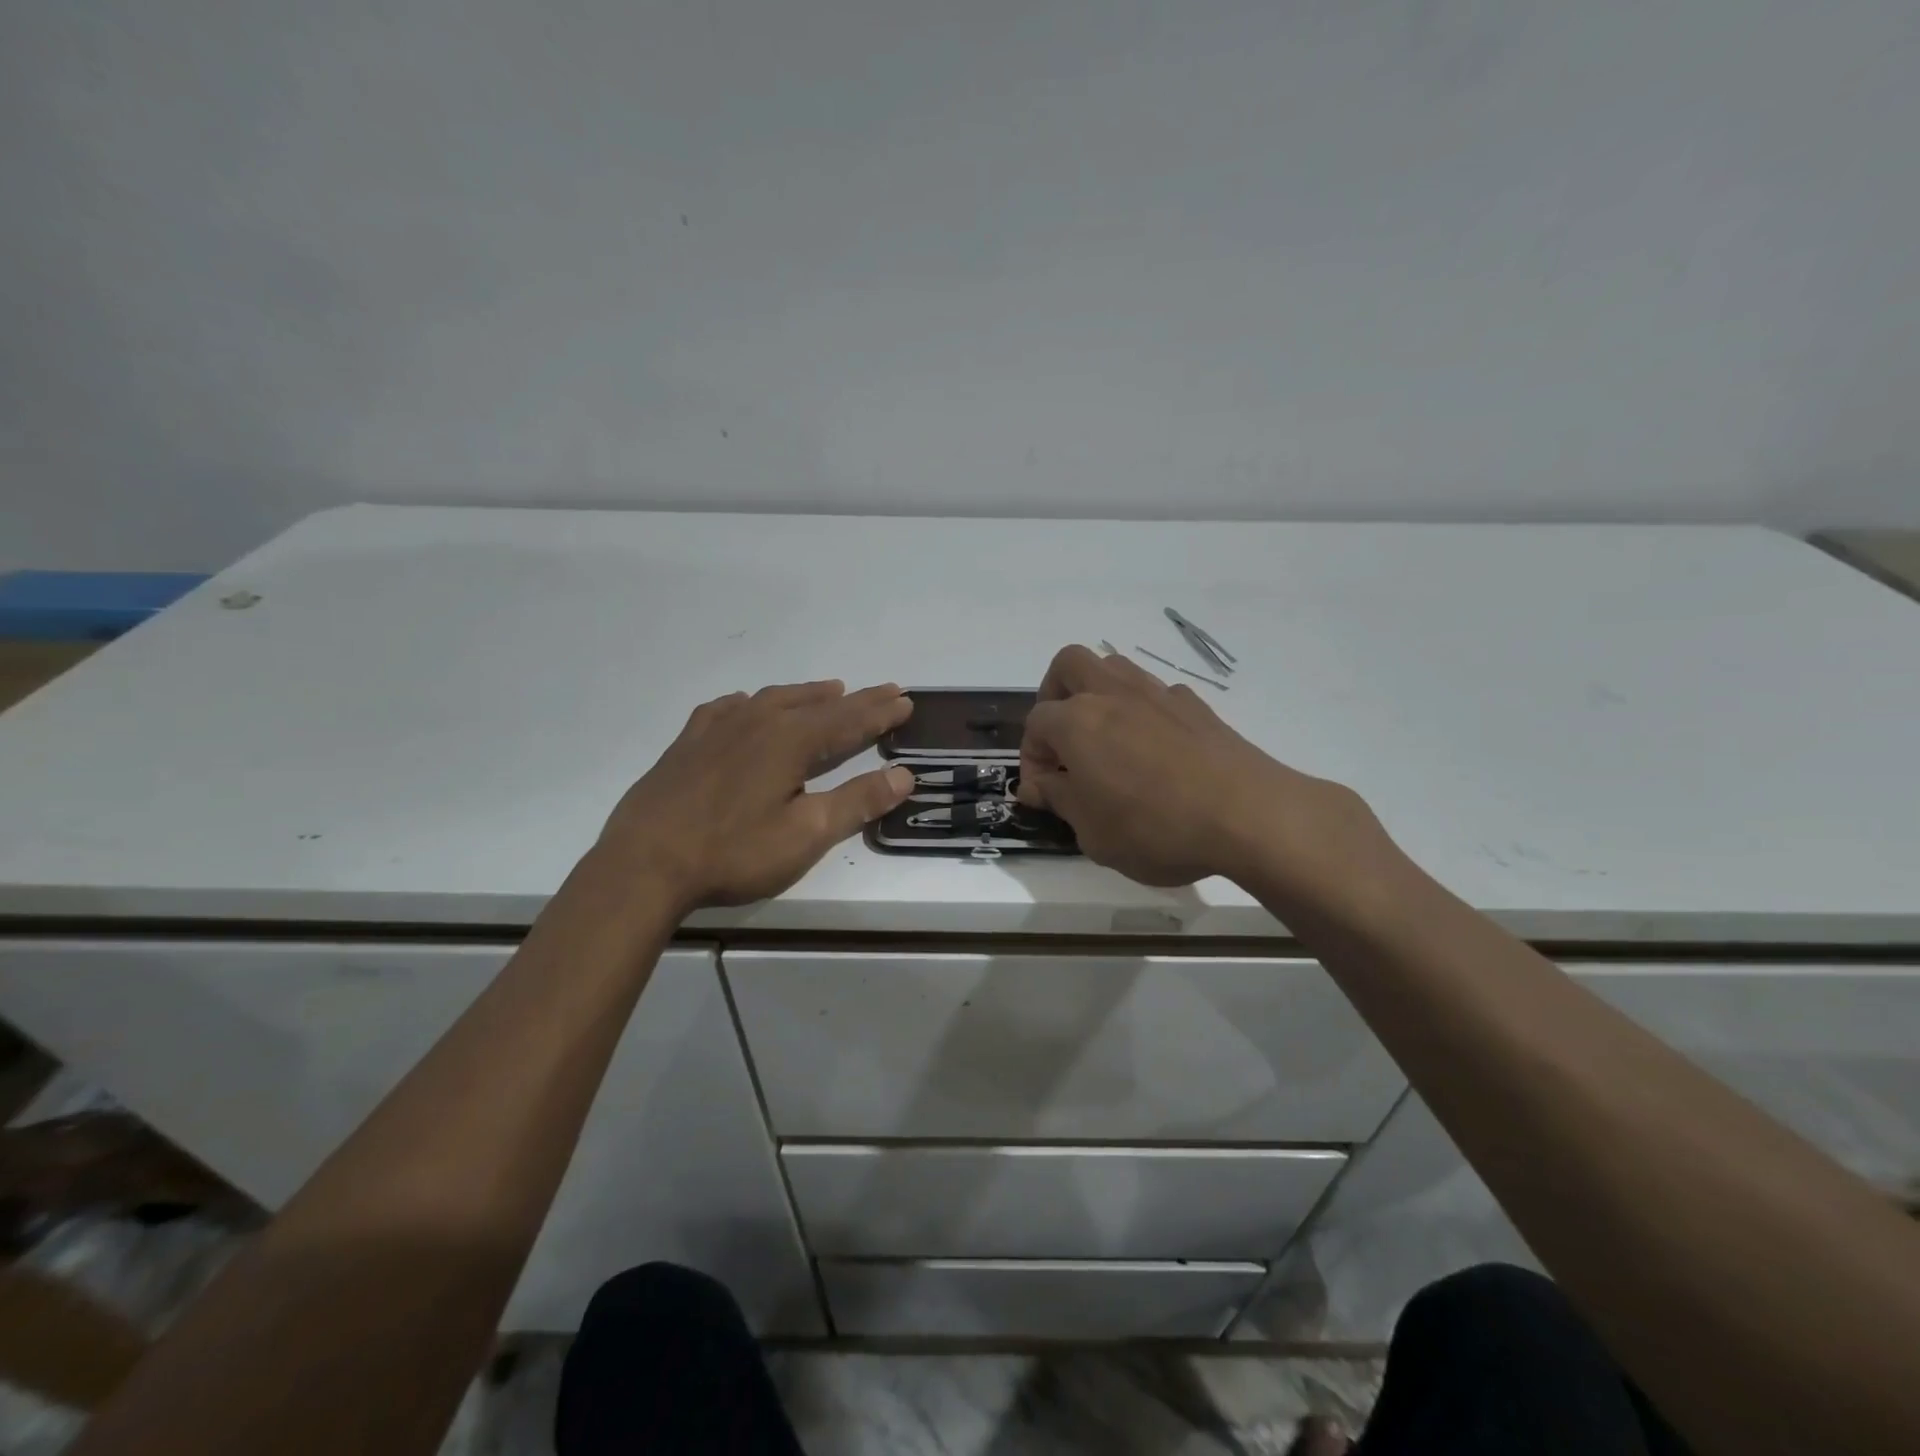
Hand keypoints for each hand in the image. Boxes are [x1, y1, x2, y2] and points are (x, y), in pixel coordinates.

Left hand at [598, 680, 914, 912]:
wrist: (644, 863)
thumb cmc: (733, 852)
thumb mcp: (806, 834)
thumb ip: (857, 801)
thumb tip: (905, 775)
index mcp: (791, 741)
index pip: (849, 720)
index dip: (881, 712)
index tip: (906, 700)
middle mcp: (758, 721)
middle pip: (818, 704)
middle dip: (856, 699)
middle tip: (885, 690)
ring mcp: (719, 728)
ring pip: (774, 699)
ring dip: (808, 695)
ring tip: (830, 690)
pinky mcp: (689, 742)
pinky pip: (729, 707)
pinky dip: (752, 702)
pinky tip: (749, 705)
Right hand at [1018, 645, 1383, 895]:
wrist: (1249, 814)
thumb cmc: (1156, 828)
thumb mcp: (1093, 832)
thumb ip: (1059, 800)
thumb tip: (1039, 784)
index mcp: (1077, 722)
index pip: (1035, 724)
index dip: (1031, 757)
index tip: (1042, 792)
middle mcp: (1112, 694)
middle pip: (1068, 665)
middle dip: (1054, 694)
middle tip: (1062, 739)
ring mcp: (1157, 694)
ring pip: (1113, 668)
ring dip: (1097, 694)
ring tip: (1104, 741)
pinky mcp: (1195, 706)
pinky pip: (1154, 694)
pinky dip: (1140, 712)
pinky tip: (1153, 751)